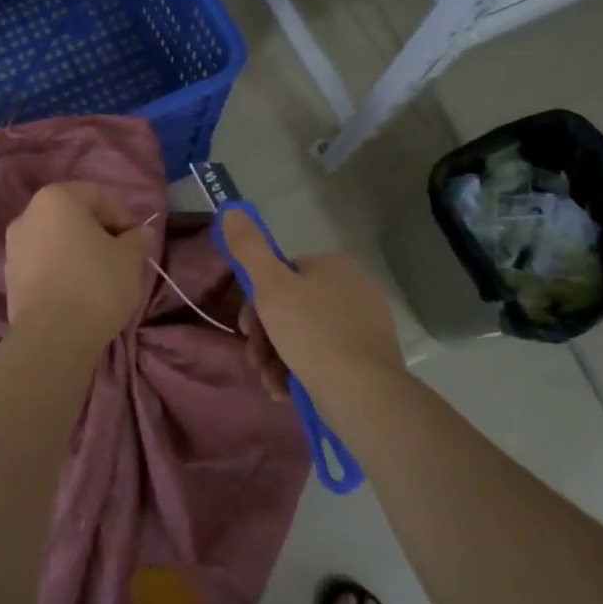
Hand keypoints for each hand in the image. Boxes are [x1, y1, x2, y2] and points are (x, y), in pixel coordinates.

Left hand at [4, 183, 149, 346]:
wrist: (52, 338)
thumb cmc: (96, 284)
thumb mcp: (130, 258)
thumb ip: (137, 239)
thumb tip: (141, 232)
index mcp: (56, 198)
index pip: (98, 196)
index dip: (123, 217)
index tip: (137, 242)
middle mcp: (28, 214)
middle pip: (74, 217)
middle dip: (99, 233)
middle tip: (121, 258)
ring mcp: (13, 246)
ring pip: (57, 241)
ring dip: (79, 252)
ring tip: (100, 278)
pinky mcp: (9, 277)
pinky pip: (43, 264)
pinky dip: (61, 270)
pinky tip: (78, 292)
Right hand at [221, 211, 404, 392]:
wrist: (362, 394)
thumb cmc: (311, 333)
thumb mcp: (270, 286)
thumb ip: (248, 247)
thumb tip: (231, 208)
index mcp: (334, 265)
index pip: (283, 274)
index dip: (257, 300)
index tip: (246, 327)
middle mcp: (356, 288)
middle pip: (292, 307)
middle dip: (266, 335)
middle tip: (255, 359)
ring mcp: (366, 325)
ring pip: (305, 336)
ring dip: (278, 358)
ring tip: (270, 382)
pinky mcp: (371, 360)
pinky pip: (326, 359)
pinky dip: (302, 372)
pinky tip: (288, 391)